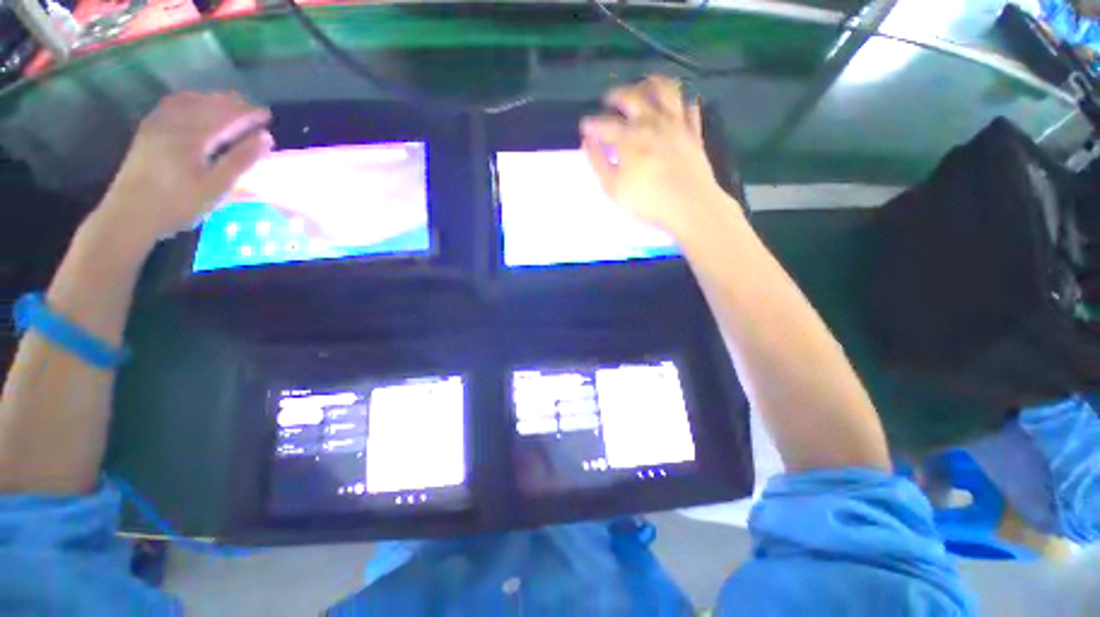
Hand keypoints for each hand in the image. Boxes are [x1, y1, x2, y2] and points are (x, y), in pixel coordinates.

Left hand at [95, 92, 272, 247]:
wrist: (129, 215)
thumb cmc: (178, 205)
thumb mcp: (216, 188)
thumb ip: (241, 161)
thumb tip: (266, 137)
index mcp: (194, 137)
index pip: (228, 117)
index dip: (249, 114)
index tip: (267, 115)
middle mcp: (175, 124)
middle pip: (208, 105)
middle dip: (232, 104)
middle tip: (251, 109)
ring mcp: (157, 125)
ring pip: (188, 101)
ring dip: (211, 100)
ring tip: (227, 104)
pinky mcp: (147, 131)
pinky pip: (169, 106)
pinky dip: (187, 101)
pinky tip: (193, 105)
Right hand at [580, 75, 730, 236]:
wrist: (690, 206)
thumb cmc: (647, 201)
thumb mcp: (613, 188)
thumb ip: (598, 163)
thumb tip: (587, 142)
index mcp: (630, 138)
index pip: (605, 125)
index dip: (592, 124)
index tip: (584, 125)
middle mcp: (653, 122)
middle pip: (633, 97)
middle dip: (617, 94)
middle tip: (608, 98)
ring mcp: (676, 124)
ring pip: (665, 90)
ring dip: (651, 84)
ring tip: (643, 86)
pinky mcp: (694, 133)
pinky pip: (689, 107)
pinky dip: (681, 102)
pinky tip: (675, 106)